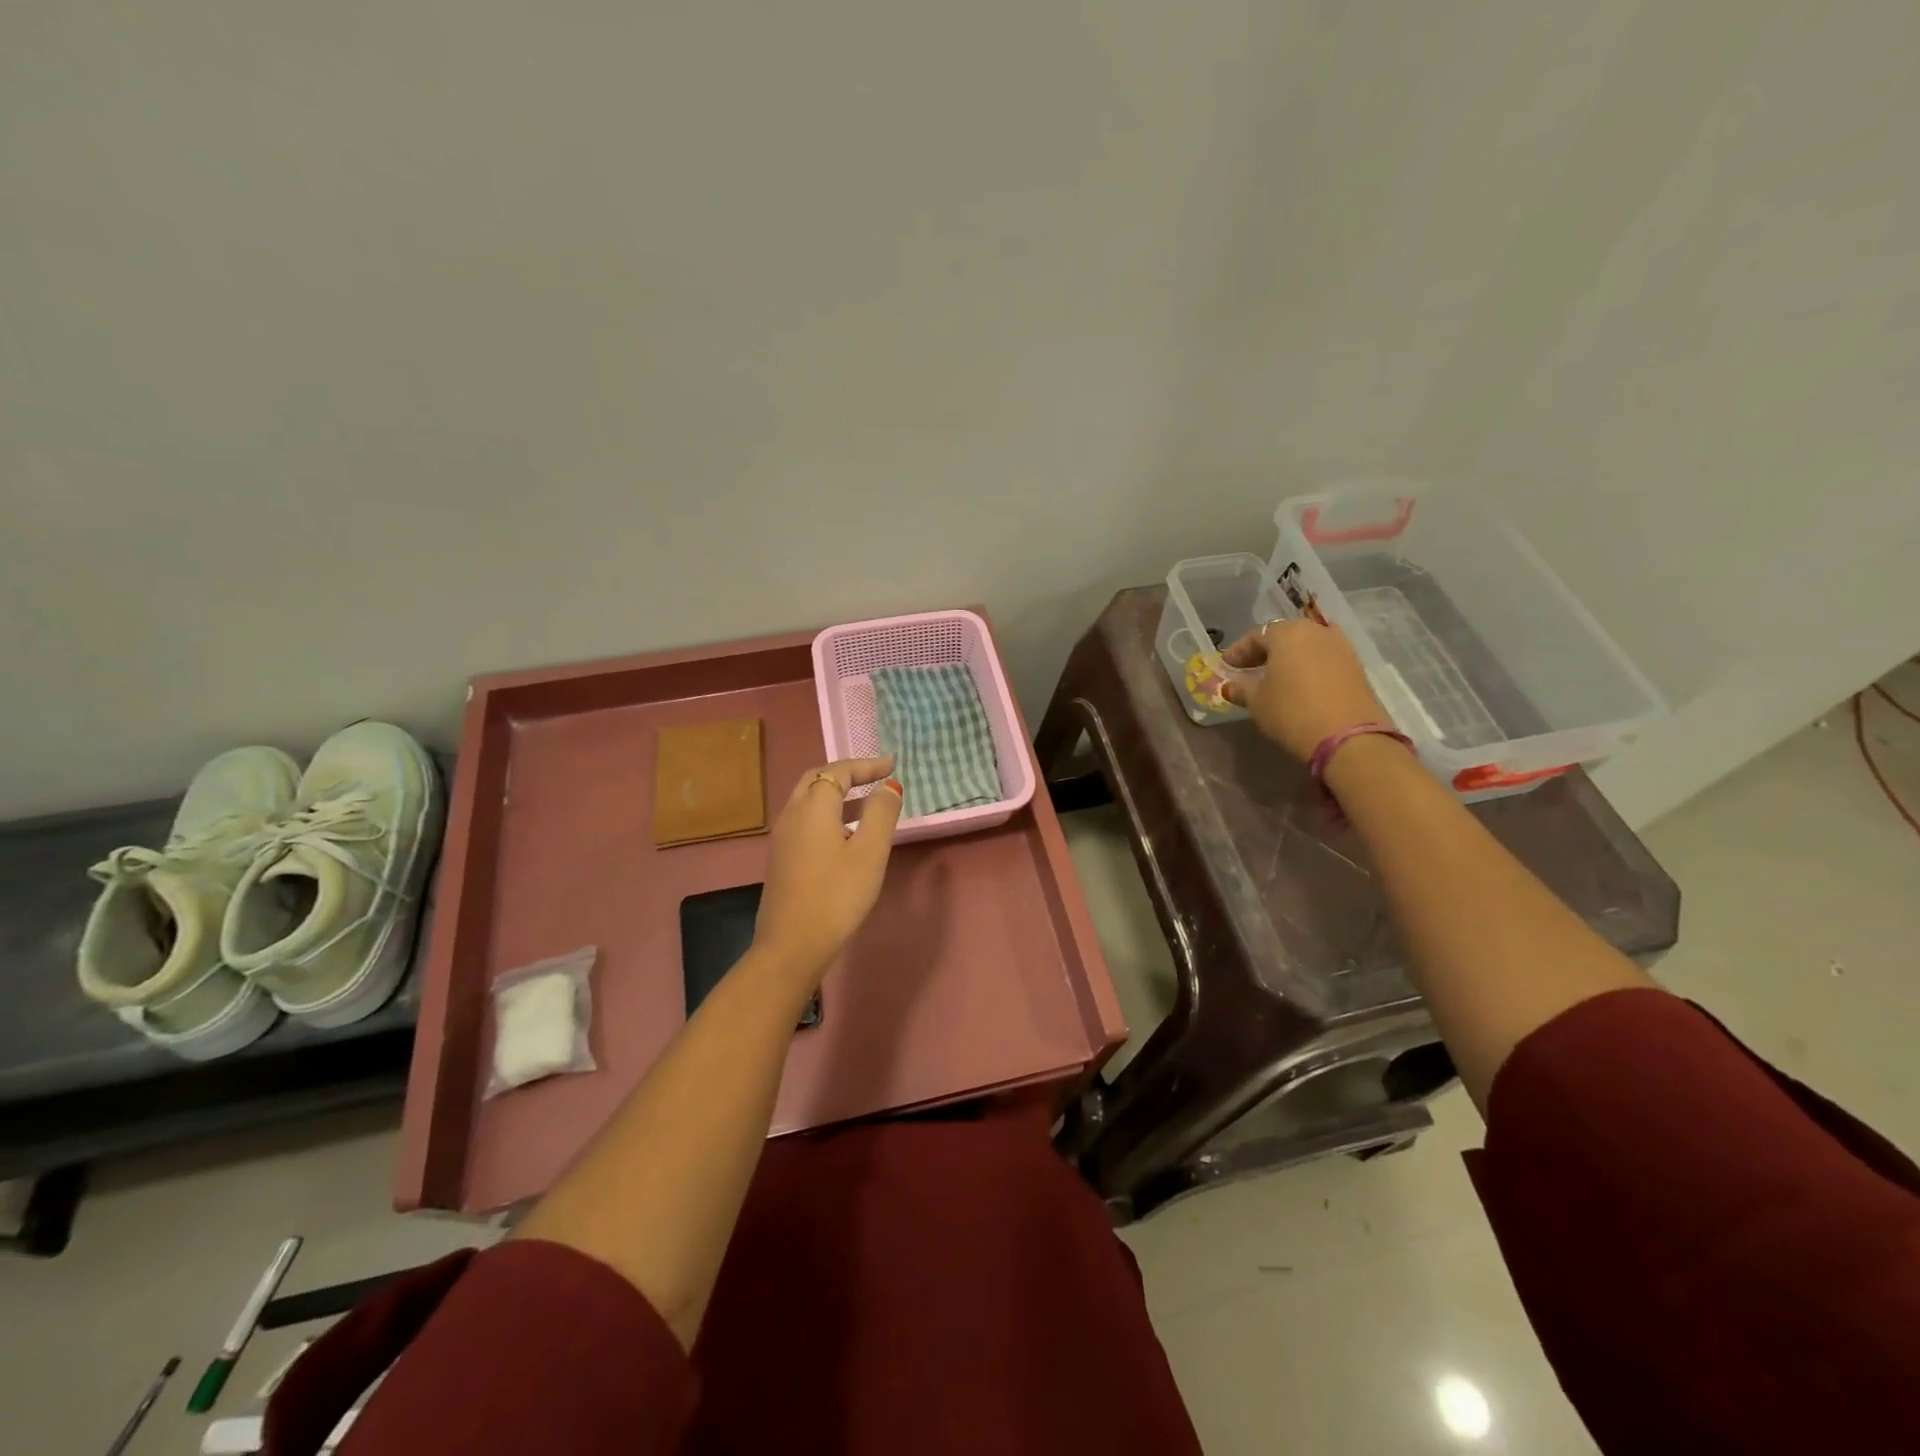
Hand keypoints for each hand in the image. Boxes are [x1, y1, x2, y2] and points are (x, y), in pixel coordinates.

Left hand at [752, 757, 902, 984]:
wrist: (791, 945)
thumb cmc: (837, 895)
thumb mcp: (869, 852)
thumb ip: (881, 814)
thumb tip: (888, 786)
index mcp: (813, 807)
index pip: (838, 771)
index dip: (866, 765)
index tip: (892, 765)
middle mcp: (792, 815)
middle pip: (817, 780)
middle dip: (847, 774)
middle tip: (875, 776)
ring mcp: (782, 838)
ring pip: (809, 801)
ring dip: (837, 795)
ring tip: (868, 804)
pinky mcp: (781, 859)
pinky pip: (805, 821)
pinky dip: (828, 814)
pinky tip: (846, 836)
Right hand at [1221, 620, 1390, 761]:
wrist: (1347, 736)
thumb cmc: (1291, 712)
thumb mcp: (1257, 702)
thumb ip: (1241, 689)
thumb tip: (1230, 685)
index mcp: (1287, 633)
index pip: (1256, 636)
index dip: (1238, 651)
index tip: (1226, 666)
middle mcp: (1316, 632)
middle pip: (1285, 636)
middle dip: (1265, 651)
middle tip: (1249, 667)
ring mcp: (1341, 647)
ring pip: (1307, 645)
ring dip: (1290, 657)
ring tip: (1276, 675)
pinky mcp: (1356, 666)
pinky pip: (1324, 658)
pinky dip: (1309, 666)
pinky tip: (1300, 683)